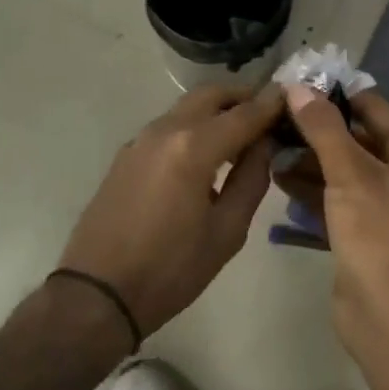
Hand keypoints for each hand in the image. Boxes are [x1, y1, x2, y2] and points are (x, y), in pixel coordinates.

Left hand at [57, 83, 283, 339]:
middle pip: (211, 95)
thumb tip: (264, 145)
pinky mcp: (127, 154)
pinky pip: (169, 125)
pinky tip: (205, 153)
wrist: (96, 294)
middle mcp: (166, 130)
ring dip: (217, 110)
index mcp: (194, 147)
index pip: (244, 113)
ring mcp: (141, 139)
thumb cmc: (170, 270)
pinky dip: (194, 126)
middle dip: (242, 97)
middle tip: (267, 112)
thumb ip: (251, 179)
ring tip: (241, 133)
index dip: (271, 103)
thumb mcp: (226, 232)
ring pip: (187, 107)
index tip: (292, 96)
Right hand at [280, 85, 388, 357]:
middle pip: (354, 137)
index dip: (336, 92)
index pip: (371, 107)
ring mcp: (379, 205)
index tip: (298, 82)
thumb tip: (298, 86)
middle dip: (316, 128)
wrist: (387, 316)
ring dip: (307, 158)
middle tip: (274, 114)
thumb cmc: (376, 232)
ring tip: (268, 144)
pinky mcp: (360, 231)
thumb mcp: (348, 172)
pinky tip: (276, 177)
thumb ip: (323, 128)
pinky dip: (308, 187)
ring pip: (339, 169)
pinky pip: (332, 197)